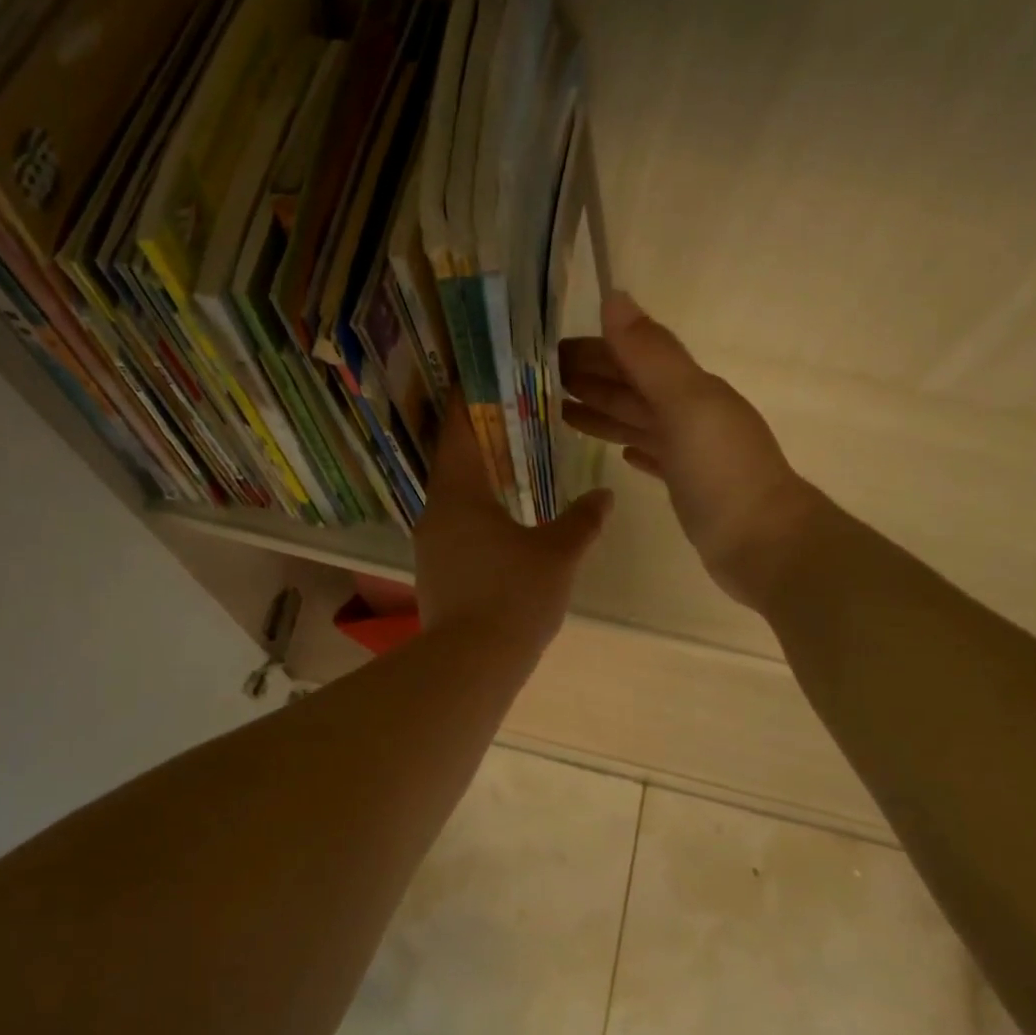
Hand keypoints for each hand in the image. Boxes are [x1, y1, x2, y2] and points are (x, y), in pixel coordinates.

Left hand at [415, 399, 612, 651]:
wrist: (471, 664)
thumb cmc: (513, 596)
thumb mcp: (557, 554)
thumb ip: (582, 520)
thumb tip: (605, 496)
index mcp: (458, 493)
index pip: (457, 427)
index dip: (468, 396)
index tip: (480, 370)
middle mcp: (435, 511)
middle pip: (453, 459)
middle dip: (478, 434)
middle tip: (510, 410)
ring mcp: (431, 545)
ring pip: (453, 495)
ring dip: (478, 475)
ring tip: (510, 459)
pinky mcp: (436, 572)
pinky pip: (455, 524)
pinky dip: (476, 508)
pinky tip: (502, 517)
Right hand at [560, 292, 821, 611]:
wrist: (764, 544)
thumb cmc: (723, 472)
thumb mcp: (686, 404)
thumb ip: (650, 354)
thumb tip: (614, 296)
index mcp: (690, 390)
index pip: (634, 358)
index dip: (596, 350)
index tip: (551, 349)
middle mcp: (691, 415)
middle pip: (633, 389)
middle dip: (593, 379)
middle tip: (545, 379)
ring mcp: (691, 453)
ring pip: (639, 422)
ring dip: (605, 413)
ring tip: (563, 412)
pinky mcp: (688, 488)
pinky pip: (655, 457)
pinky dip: (637, 449)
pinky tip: (622, 454)